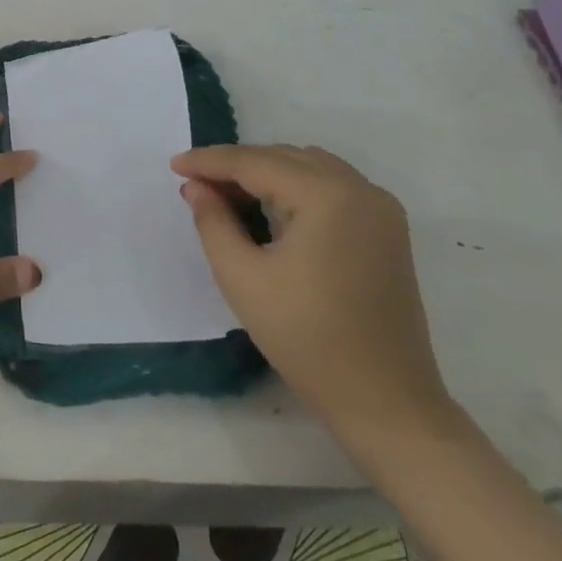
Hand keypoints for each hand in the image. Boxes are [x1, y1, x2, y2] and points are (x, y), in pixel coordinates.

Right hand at [171, 144, 452, 443]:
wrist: (387, 403)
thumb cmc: (307, 340)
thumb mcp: (242, 278)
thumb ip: (213, 222)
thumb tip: (196, 186)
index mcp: (327, 196)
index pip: (255, 162)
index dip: (209, 161)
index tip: (173, 165)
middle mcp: (360, 188)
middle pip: (284, 157)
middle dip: (236, 166)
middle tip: (196, 185)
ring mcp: (381, 208)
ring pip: (309, 167)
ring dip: (266, 173)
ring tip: (227, 195)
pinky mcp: (388, 229)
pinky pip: (332, 186)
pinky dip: (296, 187)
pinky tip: (271, 209)